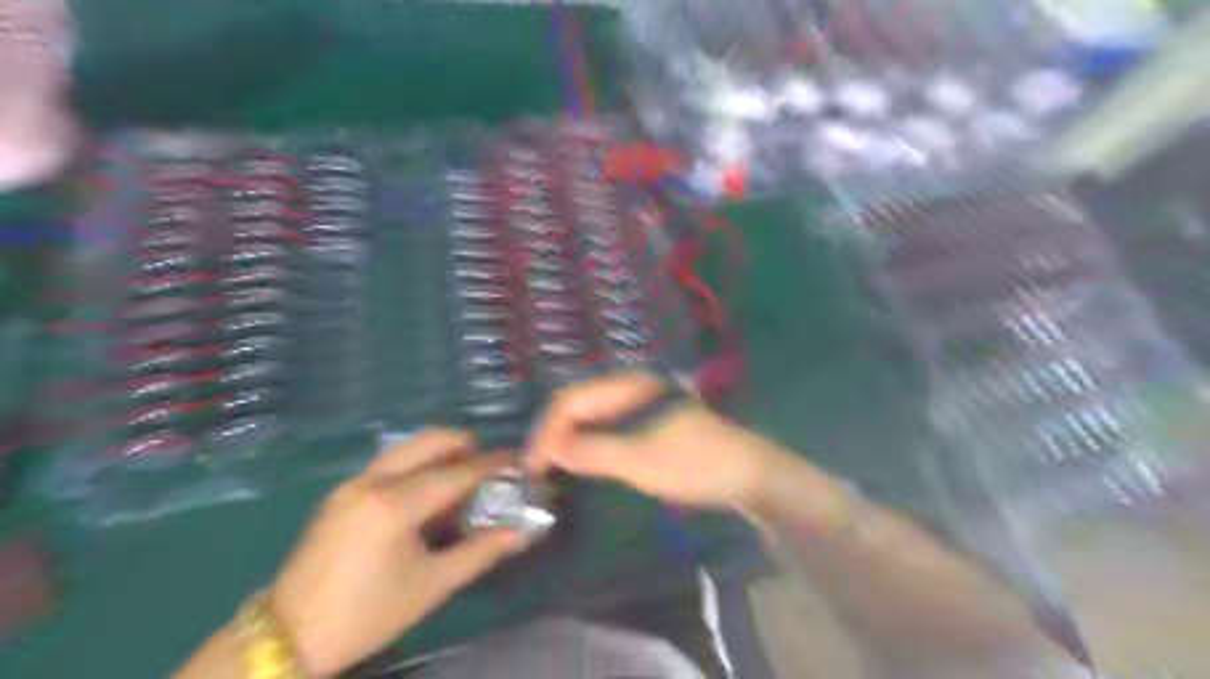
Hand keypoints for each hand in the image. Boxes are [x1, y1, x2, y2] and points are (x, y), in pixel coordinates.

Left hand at [265, 433, 529, 676]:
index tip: (519, 461)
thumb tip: (523, 531)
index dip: (492, 464)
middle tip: (491, 465)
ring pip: (408, 448)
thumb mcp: (432, 585)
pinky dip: (418, 466)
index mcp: (394, 504)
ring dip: (441, 453)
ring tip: (463, 479)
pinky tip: (428, 494)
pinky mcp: (341, 492)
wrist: (288, 636)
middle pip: (429, 441)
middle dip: (465, 445)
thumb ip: (482, 551)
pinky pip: (391, 463)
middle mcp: (372, 481)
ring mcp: (352, 482)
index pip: (457, 472)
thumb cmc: (368, 614)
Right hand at [522, 373, 789, 514]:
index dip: (547, 430)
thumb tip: (551, 449)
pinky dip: (591, 445)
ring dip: (571, 440)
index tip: (533, 466)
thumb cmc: (693, 463)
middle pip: (580, 405)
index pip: (572, 400)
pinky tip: (583, 464)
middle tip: (539, 470)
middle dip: (555, 434)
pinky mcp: (651, 423)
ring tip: (553, 469)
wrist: (747, 475)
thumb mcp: (637, 459)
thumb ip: (591, 451)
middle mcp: (632, 388)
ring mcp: (642, 405)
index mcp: (628, 386)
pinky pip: (610, 429)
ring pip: (594, 417)